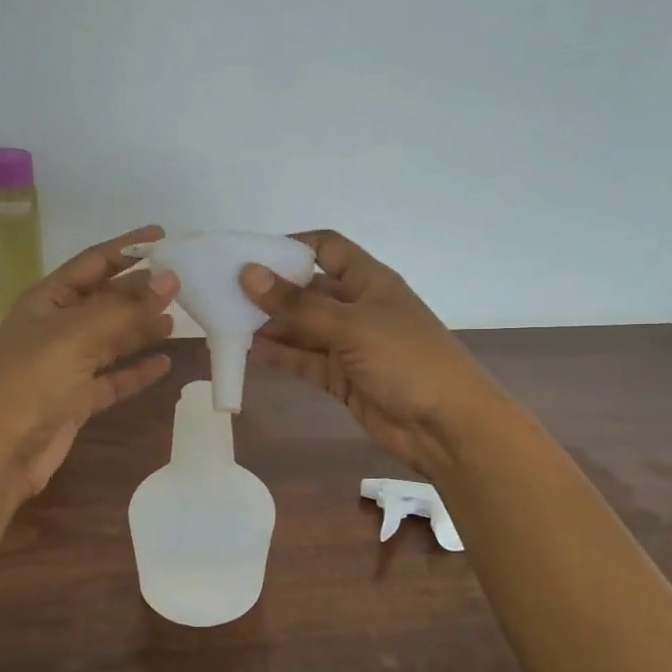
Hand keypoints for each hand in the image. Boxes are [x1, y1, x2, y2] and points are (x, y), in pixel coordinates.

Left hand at [0, 225, 178, 500]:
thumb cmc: (30, 381)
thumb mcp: (77, 335)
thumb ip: (126, 308)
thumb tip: (171, 278)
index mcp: (47, 300)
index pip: (93, 263)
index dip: (127, 248)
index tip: (165, 236)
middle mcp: (56, 327)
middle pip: (106, 300)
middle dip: (140, 289)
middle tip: (184, 281)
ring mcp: (66, 365)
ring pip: (112, 339)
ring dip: (141, 328)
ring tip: (179, 318)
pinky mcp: (76, 400)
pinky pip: (113, 378)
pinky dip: (136, 370)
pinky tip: (165, 363)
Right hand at [241, 230, 507, 477]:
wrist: (447, 426)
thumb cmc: (406, 359)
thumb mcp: (350, 326)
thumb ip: (298, 305)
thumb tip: (248, 274)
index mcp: (369, 280)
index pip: (327, 248)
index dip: (293, 246)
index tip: (251, 254)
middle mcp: (357, 307)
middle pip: (308, 290)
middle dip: (272, 290)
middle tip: (225, 292)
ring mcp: (350, 345)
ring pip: (303, 328)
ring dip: (271, 326)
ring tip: (227, 322)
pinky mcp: (343, 378)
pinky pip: (306, 361)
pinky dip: (281, 356)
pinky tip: (250, 352)